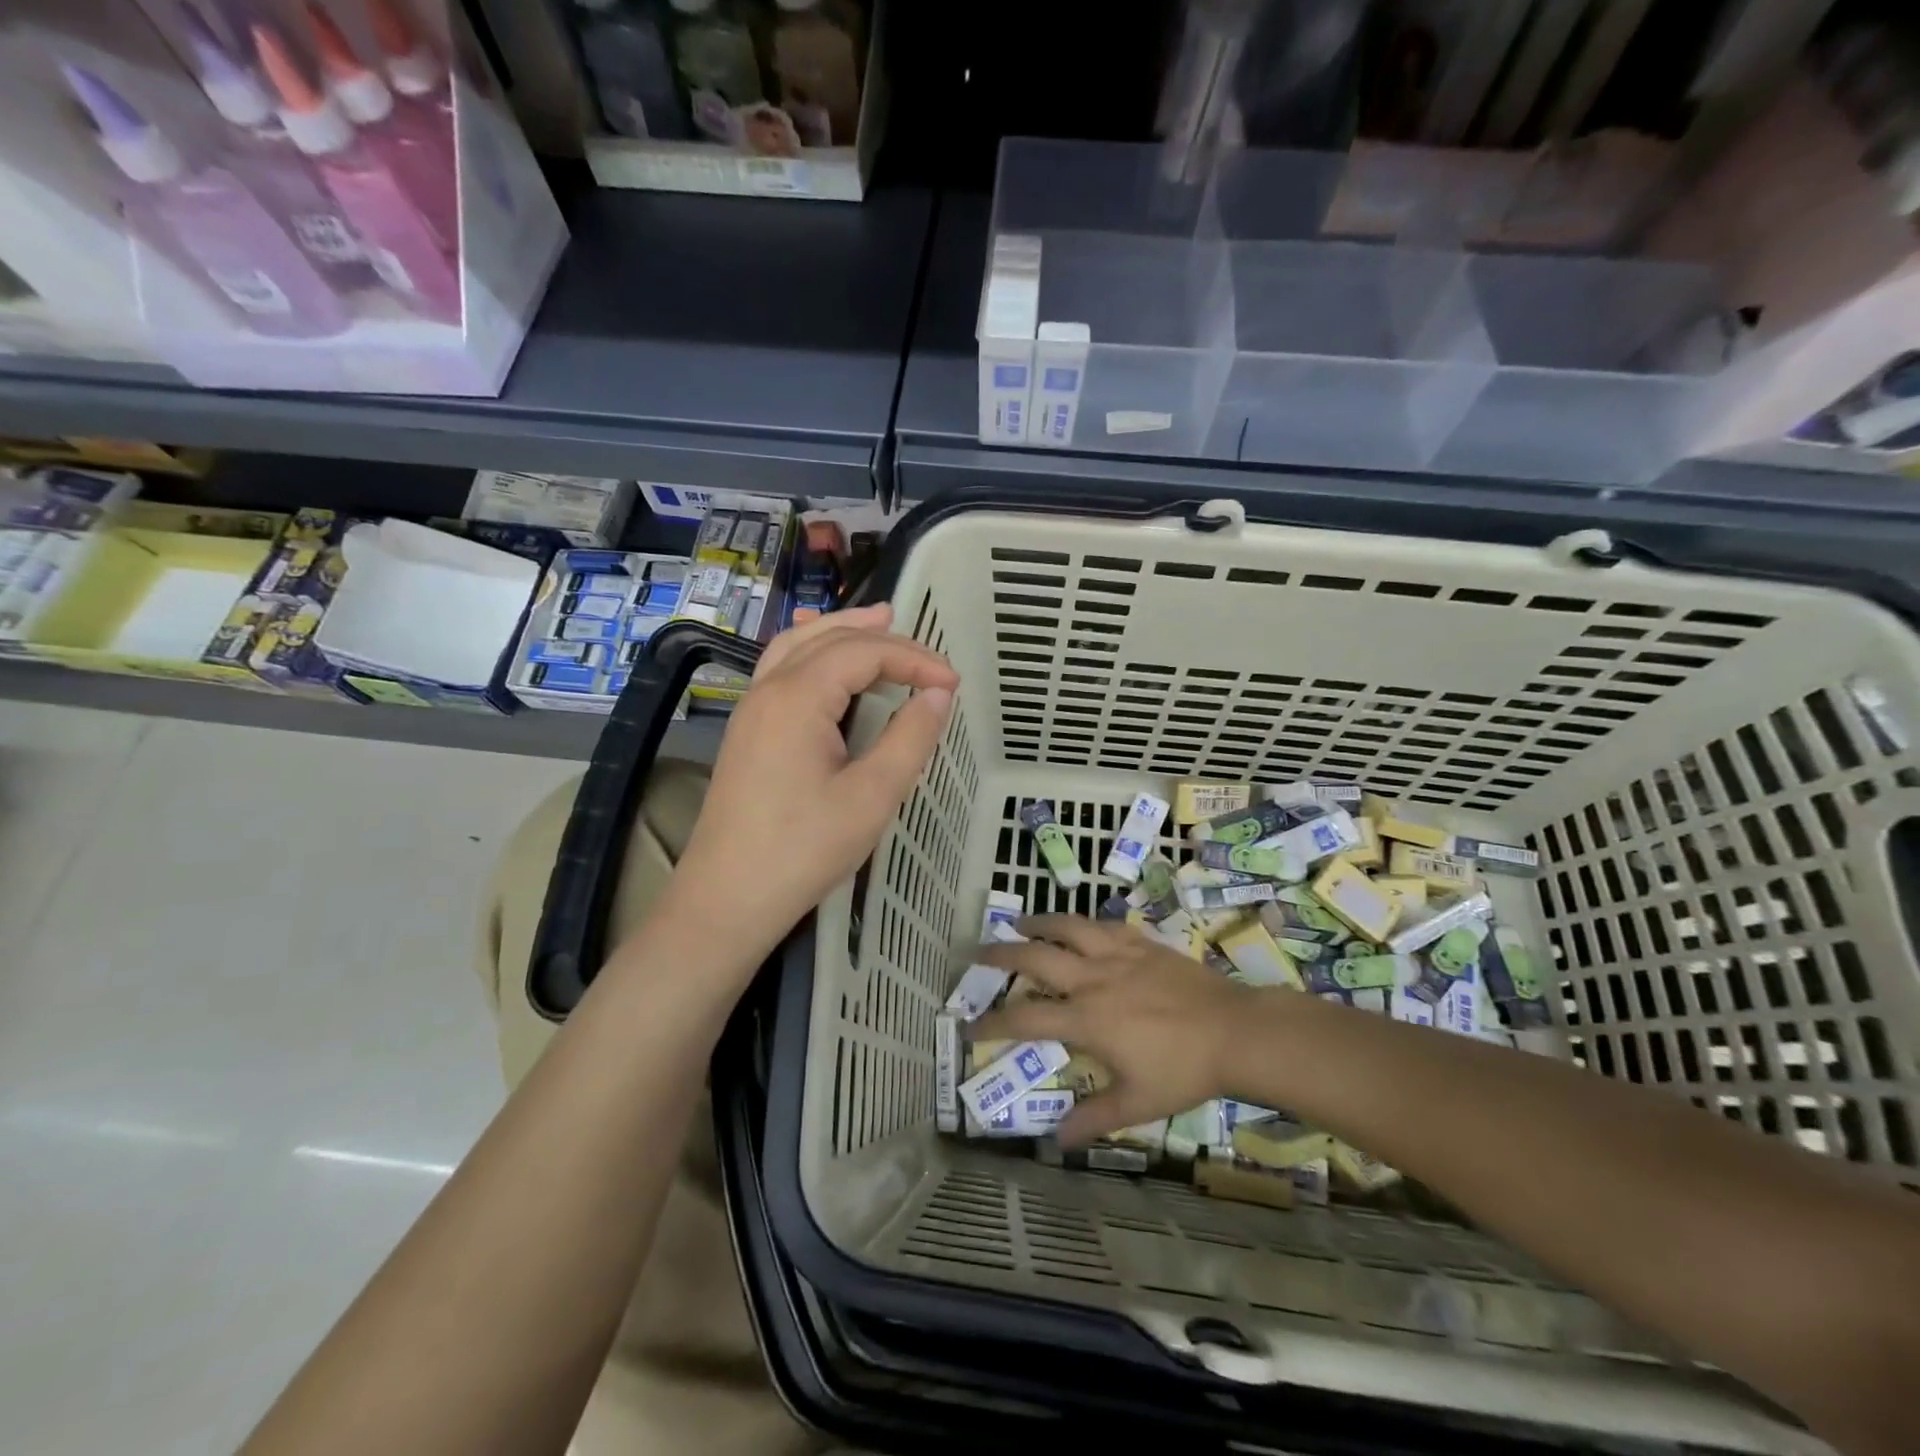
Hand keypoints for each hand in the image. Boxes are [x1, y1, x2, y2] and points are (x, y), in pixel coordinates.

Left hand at [665, 605, 957, 965]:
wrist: (727, 898)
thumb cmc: (803, 850)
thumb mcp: (871, 796)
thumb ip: (910, 737)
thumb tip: (939, 692)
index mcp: (798, 697)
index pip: (864, 653)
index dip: (914, 659)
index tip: (953, 684)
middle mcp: (769, 689)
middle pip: (828, 637)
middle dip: (880, 637)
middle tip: (924, 648)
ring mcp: (751, 709)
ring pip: (798, 646)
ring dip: (841, 632)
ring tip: (879, 625)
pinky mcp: (747, 732)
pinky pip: (781, 669)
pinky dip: (814, 653)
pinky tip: (826, 663)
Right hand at [973, 915, 1265, 1145]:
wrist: (1234, 1031)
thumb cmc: (1184, 1070)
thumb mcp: (1137, 1102)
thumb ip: (1094, 1118)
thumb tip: (1057, 1142)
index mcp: (1086, 1019)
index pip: (1025, 1018)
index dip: (992, 1022)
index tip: (970, 1024)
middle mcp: (1092, 979)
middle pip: (1035, 957)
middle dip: (1001, 954)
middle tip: (979, 953)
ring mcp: (1117, 954)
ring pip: (1067, 926)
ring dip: (1038, 923)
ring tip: (1020, 922)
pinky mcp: (1141, 942)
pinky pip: (1102, 925)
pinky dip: (1082, 923)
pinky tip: (1078, 926)